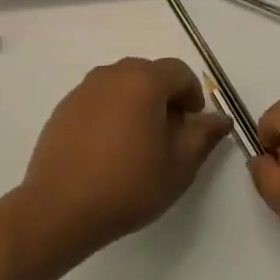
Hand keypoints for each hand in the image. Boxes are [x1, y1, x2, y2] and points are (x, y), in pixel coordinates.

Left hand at [15, 58, 229, 265]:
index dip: (192, 93)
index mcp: (142, 82)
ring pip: (119, 84)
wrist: (60, 208)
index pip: (178, 71)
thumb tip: (219, 118)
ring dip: (136, 102)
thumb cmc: (129, 185)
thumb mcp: (179, 165)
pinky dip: (110, 112)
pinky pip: (97, 99)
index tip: (193, 124)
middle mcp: (110, 76)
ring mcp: (82, 90)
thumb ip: (203, 135)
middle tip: (169, 133)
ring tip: (138, 141)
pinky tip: (108, 148)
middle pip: (147, 72)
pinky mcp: (63, 109)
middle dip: (164, 95)